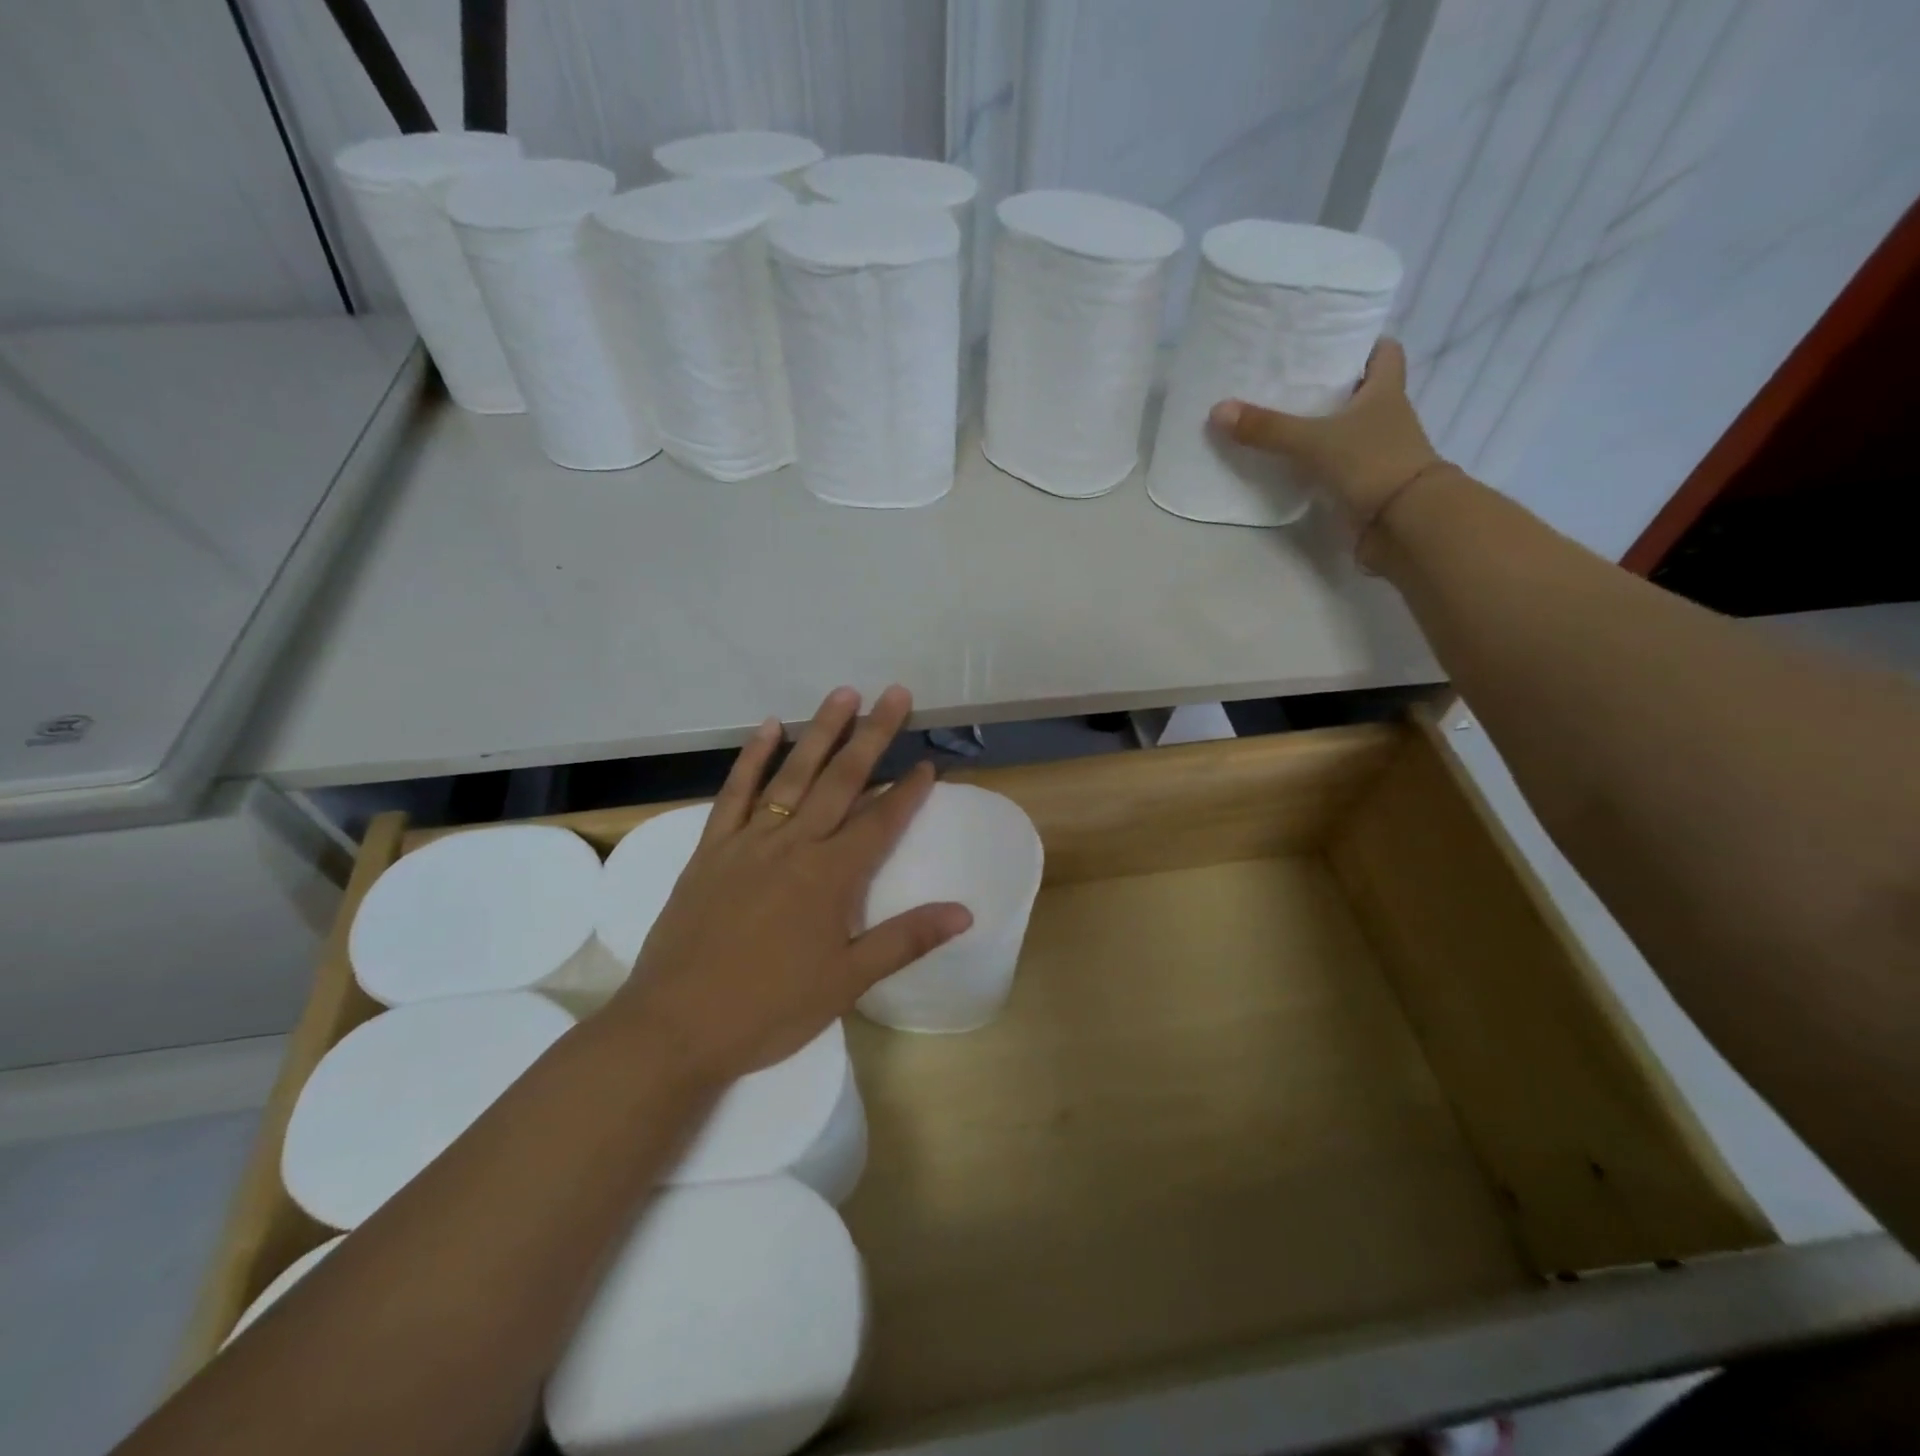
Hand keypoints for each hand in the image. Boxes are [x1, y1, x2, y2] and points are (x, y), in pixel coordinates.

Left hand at [606, 685, 970, 1086]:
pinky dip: (752, 758)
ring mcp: (749, 842)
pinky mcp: (711, 849)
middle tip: (895, 694)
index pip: (879, 822)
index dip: (908, 792)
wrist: (674, 1026)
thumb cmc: (769, 1009)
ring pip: (792, 775)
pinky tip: (767, 727)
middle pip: (841, 781)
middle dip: (872, 736)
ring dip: (821, 732)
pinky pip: (734, 793)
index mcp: (830, 877)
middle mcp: (794, 845)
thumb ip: (906, 939)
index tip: (928, 762)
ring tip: (843, 694)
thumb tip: (965, 912)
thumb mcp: (846, 982)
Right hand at [1209, 339, 1442, 524]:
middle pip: (1359, 390)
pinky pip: (1335, 463)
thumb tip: (1218, 409)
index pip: (1385, 352)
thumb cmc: (1371, 463)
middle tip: (1288, 380)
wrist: (1403, 522)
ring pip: (1345, 428)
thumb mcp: (1314, 440)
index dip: (1362, 343)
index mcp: (1385, 390)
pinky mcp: (1363, 483)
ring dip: (1319, 425)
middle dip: (1329, 385)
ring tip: (1277, 418)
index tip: (1329, 342)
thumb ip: (1268, 428)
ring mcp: (1375, 451)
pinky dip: (1315, 461)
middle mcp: (1385, 416)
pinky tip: (1287, 461)